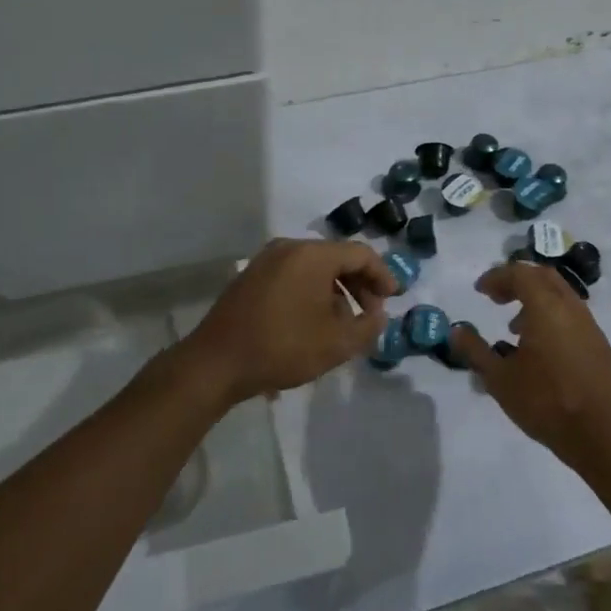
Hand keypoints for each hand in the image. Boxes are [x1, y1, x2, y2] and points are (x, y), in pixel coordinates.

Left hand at [180, 238, 395, 404]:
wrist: (216, 362)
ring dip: (336, 290)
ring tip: (345, 323)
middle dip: (359, 284)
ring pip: (315, 267)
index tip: (394, 299)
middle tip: (371, 313)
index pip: (360, 253)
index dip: (383, 275)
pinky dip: (313, 291)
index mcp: (312, 255)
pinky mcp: (252, 276)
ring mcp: (266, 260)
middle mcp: (289, 247)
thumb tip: (378, 315)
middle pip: (337, 257)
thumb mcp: (336, 343)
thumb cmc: (282, 347)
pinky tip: (315, 321)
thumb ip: (368, 327)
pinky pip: (294, 275)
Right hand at [447, 262, 610, 471]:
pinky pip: (572, 315)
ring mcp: (590, 326)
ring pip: (561, 295)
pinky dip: (551, 316)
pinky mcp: (599, 345)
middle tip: (496, 298)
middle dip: (517, 281)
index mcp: (546, 308)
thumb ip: (475, 350)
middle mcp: (571, 308)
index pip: (520, 274)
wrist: (600, 436)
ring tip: (515, 327)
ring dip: (535, 299)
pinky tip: (540, 349)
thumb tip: (456, 330)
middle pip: (543, 276)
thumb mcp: (498, 379)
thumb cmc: (545, 403)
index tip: (480, 291)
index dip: (497, 277)